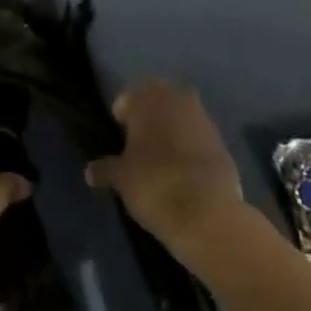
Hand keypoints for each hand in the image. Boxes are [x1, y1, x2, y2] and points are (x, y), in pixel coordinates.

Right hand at [85, 78, 244, 257]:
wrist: (208, 213)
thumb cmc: (155, 186)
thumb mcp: (122, 179)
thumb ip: (105, 169)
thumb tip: (89, 171)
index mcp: (147, 97)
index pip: (128, 98)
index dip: (122, 118)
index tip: (120, 140)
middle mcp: (176, 97)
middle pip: (156, 101)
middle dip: (148, 117)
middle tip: (139, 146)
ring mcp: (202, 116)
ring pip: (179, 115)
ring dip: (171, 129)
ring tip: (162, 160)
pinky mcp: (221, 139)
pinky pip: (198, 135)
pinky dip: (189, 145)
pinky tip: (184, 171)